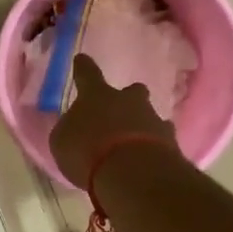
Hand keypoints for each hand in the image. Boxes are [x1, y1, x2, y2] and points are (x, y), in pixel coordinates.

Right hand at [48, 53, 178, 188]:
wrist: (132, 172)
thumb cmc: (88, 152)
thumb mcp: (62, 142)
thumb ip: (69, 131)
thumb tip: (74, 126)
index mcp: (96, 95)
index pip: (87, 74)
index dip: (83, 67)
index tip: (81, 59)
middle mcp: (127, 101)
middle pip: (131, 91)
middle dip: (127, 97)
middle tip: (121, 110)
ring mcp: (152, 119)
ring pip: (149, 115)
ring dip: (141, 125)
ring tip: (133, 144)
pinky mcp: (170, 142)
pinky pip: (161, 139)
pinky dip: (154, 147)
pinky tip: (147, 160)